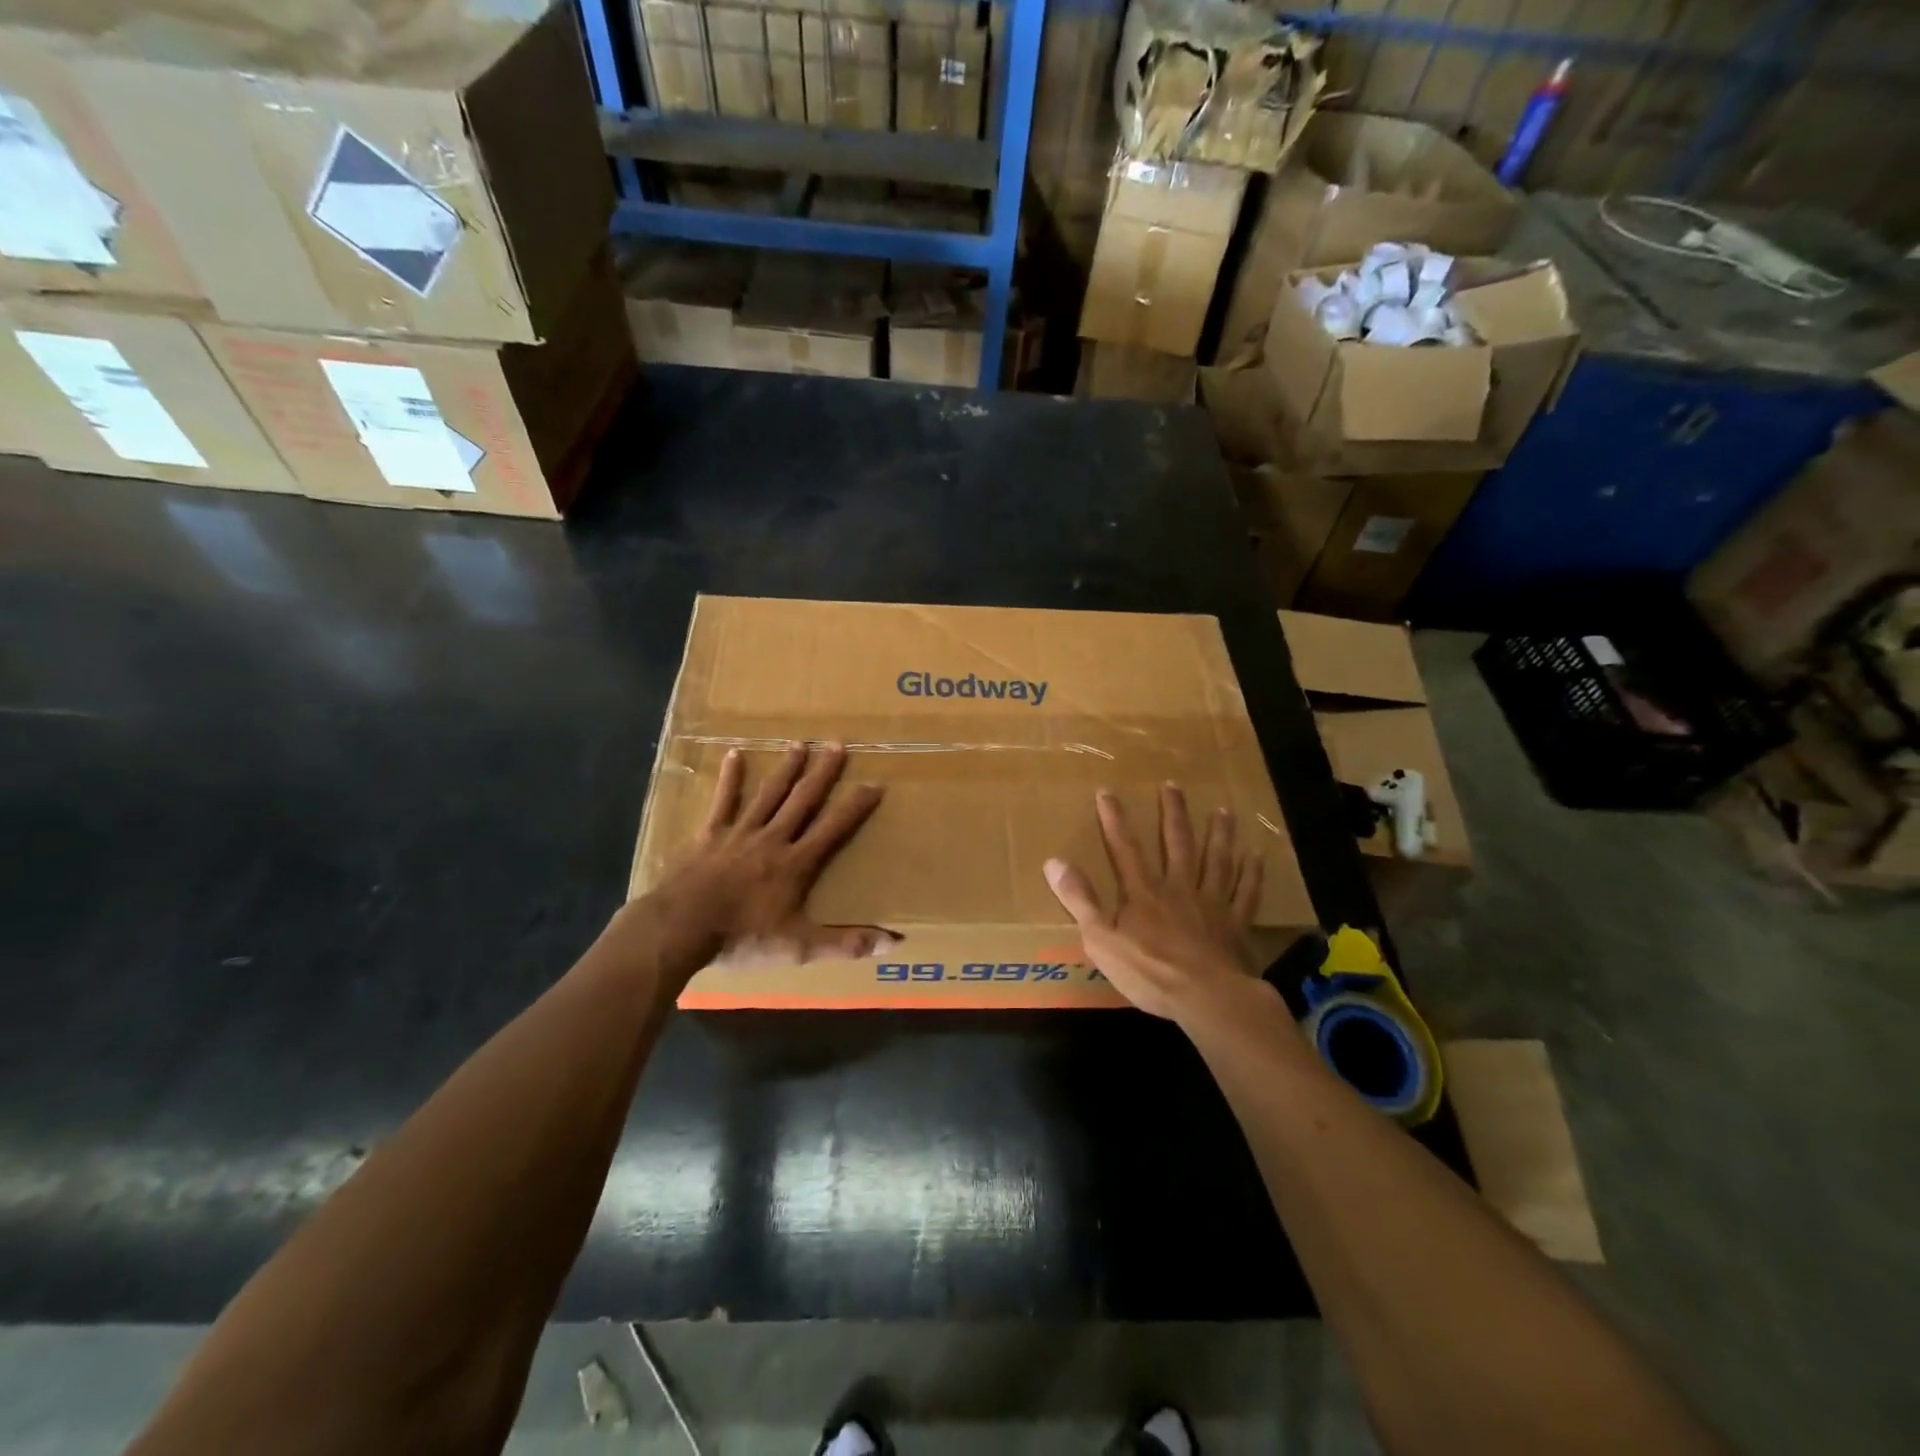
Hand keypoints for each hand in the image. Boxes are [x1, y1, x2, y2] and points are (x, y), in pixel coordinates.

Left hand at [652, 741, 895, 968]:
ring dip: (786, 768)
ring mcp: (740, 832)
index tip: (875, 783)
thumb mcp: (799, 946)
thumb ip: (845, 942)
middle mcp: (773, 838)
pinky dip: (731, 777)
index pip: (834, 828)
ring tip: (799, 742)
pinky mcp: (710, 834)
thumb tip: (893, 943)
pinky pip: (724, 800)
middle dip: (823, 772)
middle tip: (837, 744)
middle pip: (803, 800)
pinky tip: (735, 753)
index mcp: (796, 863)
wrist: (681, 928)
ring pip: (769, 793)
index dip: (856, 806)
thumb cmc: (742, 937)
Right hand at [1044, 784, 1266, 1022]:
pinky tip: (1256, 856)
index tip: (1107, 791)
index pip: (1125, 849)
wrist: (1207, 998)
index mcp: (1143, 893)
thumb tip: (1053, 861)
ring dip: (1219, 834)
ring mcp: (1211, 904)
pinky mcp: (1236, 924)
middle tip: (1173, 785)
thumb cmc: (1150, 972)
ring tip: (1223, 810)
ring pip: (1216, 861)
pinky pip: (1246, 892)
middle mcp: (1179, 888)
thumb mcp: (1101, 939)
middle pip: (1177, 844)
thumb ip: (1079, 900)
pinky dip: (1251, 873)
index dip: (1114, 820)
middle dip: (1173, 813)